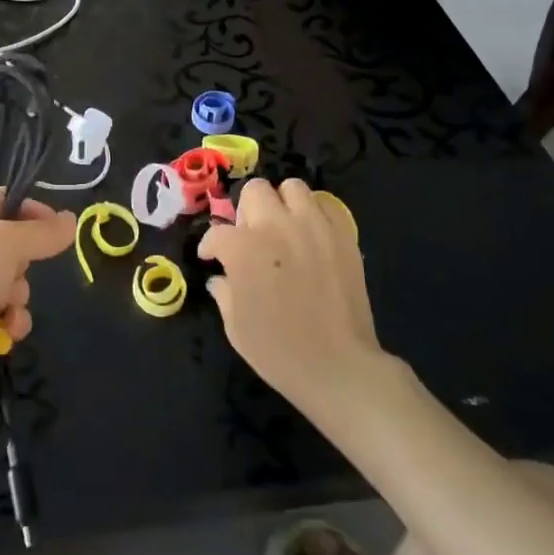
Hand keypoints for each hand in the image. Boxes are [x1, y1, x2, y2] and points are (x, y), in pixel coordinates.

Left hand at [0, 192, 74, 421]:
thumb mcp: (4, 243)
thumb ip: (42, 232)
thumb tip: (72, 221)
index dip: (26, 210)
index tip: (52, 225)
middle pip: (4, 245)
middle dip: (19, 264)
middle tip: (12, 272)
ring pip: (6, 282)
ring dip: (16, 296)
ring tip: (6, 308)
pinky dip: (6, 322)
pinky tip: (5, 332)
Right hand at [198, 179, 382, 414]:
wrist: (338, 366)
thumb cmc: (278, 351)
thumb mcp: (235, 326)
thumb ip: (224, 293)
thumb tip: (221, 278)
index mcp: (243, 248)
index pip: (217, 233)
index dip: (210, 247)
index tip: (211, 258)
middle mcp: (276, 227)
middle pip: (254, 192)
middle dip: (246, 211)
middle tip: (250, 236)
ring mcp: (313, 227)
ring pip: (292, 188)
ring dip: (281, 204)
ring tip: (282, 227)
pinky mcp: (343, 235)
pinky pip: (325, 206)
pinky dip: (313, 214)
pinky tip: (310, 236)